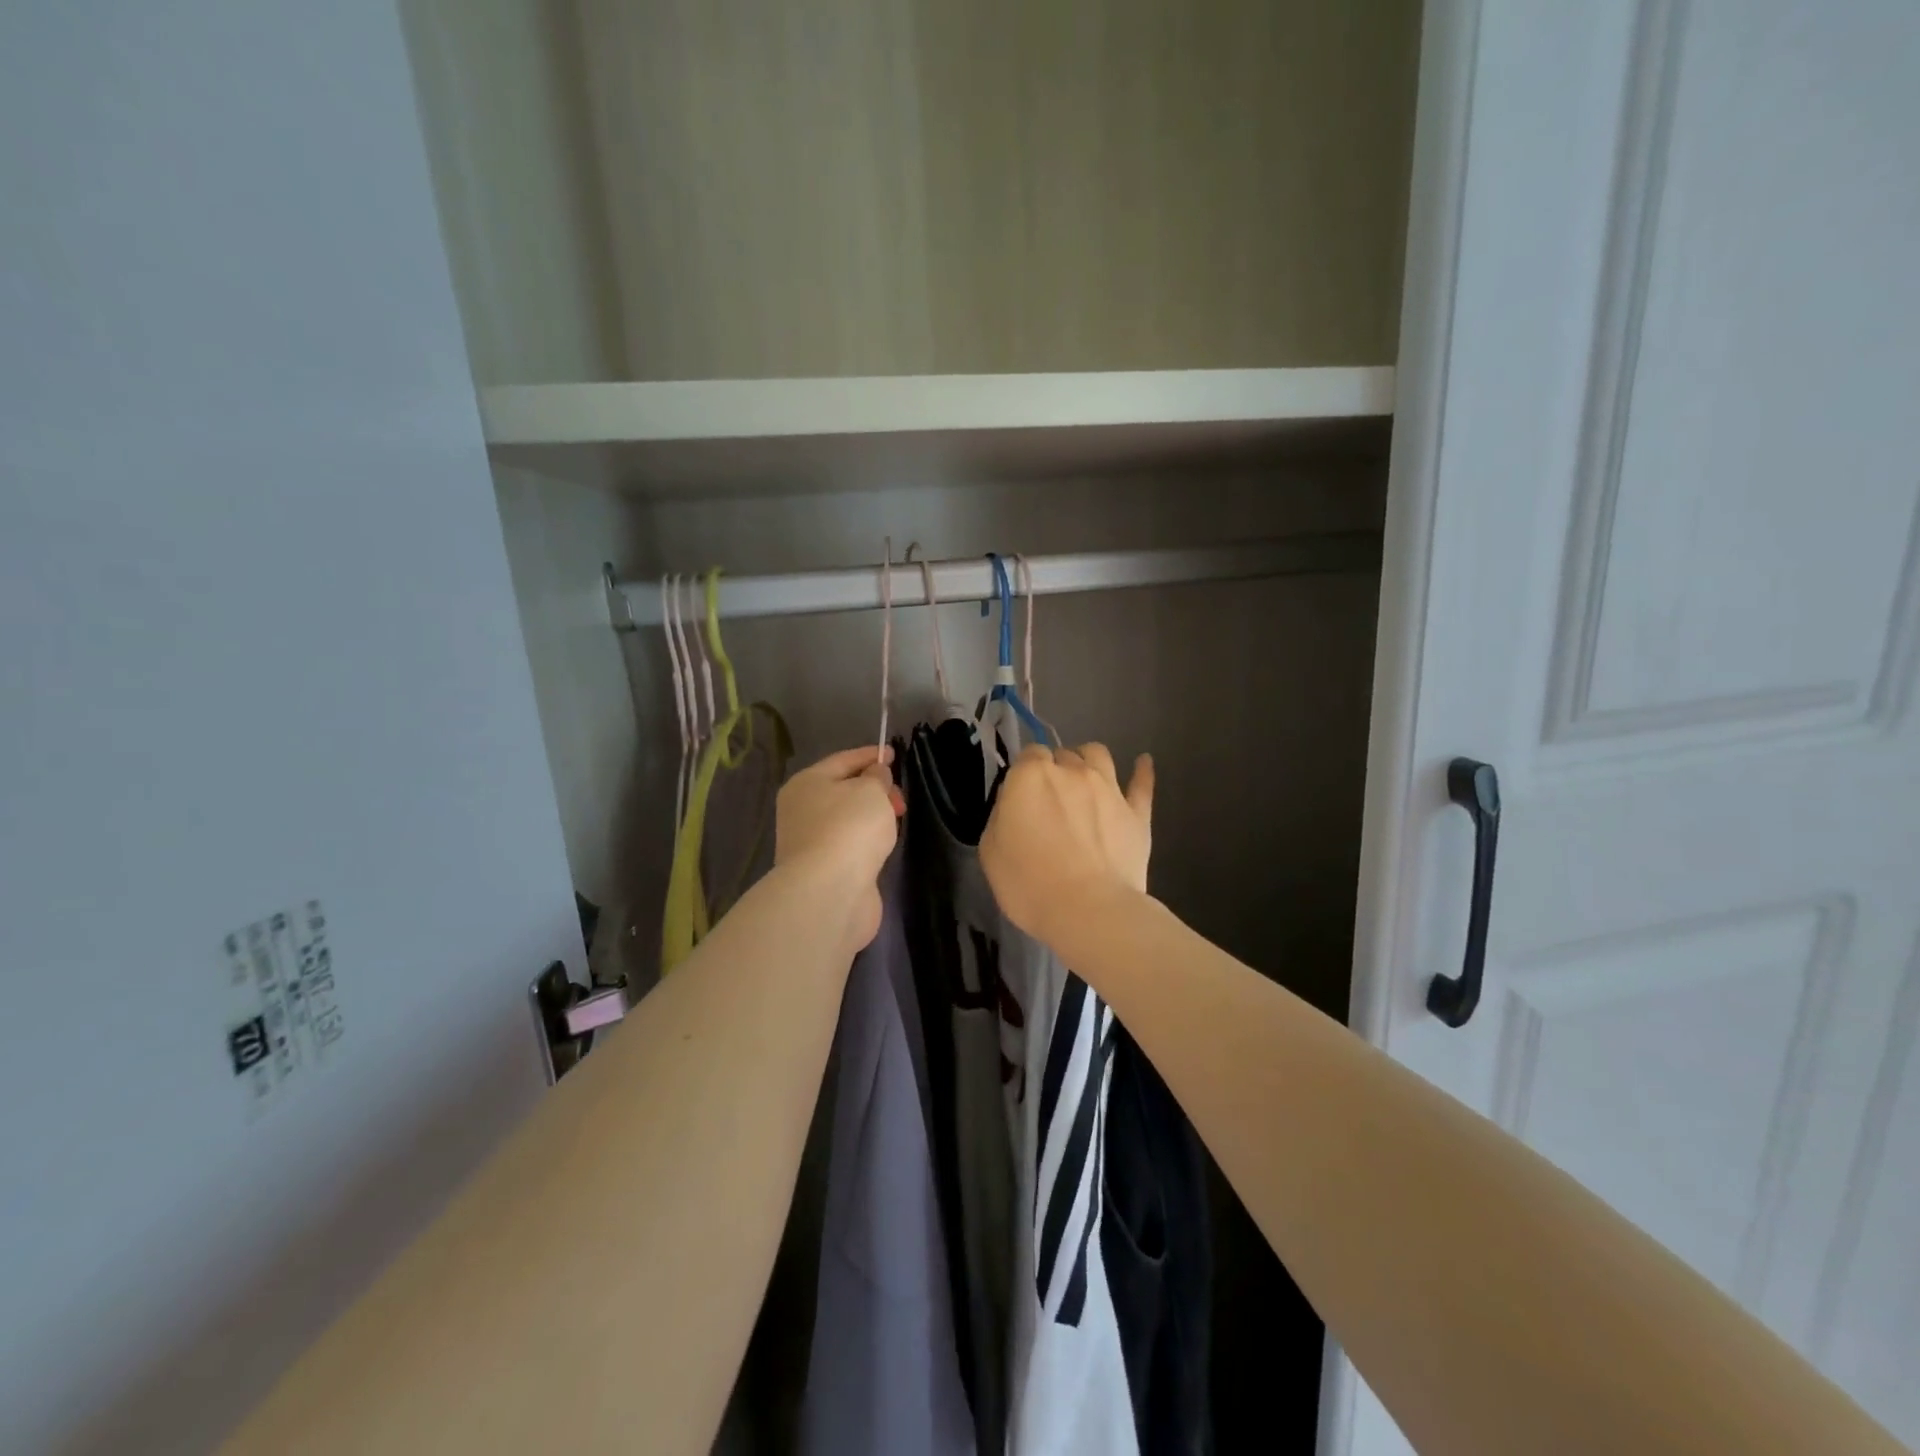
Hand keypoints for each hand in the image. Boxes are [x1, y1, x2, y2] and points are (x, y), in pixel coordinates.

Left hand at [775, 745, 904, 952]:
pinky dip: (866, 841)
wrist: (830, 891)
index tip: (894, 754)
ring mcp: (810, 842)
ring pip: (847, 819)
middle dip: (875, 789)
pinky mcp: (823, 869)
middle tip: (900, 799)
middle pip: (844, 790)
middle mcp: (801, 810)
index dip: (870, 755)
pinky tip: (881, 845)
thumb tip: (875, 775)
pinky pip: (849, 844)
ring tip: (895, 821)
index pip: (843, 760)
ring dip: (871, 817)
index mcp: (806, 783)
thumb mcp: (871, 790)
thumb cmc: (850, 828)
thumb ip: (877, 777)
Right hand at [980, 743, 1153, 949]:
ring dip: (1088, 760)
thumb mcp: (990, 851)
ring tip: (1084, 778)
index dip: (1024, 773)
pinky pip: (1142, 783)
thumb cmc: (1029, 884)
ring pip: (1098, 754)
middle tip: (1050, 800)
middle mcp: (1072, 771)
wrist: (1088, 911)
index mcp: (1031, 776)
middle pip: (1062, 755)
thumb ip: (1002, 815)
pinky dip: (1142, 770)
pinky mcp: (1137, 812)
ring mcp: (1109, 788)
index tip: (1022, 796)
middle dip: (1055, 769)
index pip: (1028, 755)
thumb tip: (1016, 803)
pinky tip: (1143, 762)